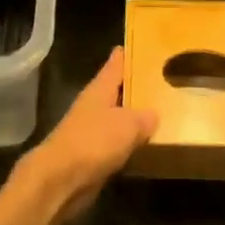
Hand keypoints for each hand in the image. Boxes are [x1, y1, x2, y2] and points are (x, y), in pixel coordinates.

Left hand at [18, 47, 157, 217]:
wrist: (61, 180)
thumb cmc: (93, 142)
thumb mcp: (128, 125)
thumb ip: (144, 117)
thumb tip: (154, 115)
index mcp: (100, 89)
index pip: (116, 64)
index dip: (129, 53)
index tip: (145, 44)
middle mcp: (94, 105)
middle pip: (118, 90)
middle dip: (137, 86)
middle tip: (164, 80)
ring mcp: (91, 131)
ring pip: (118, 118)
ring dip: (135, 117)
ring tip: (162, 112)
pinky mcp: (92, 156)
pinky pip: (116, 143)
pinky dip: (130, 143)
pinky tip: (147, 145)